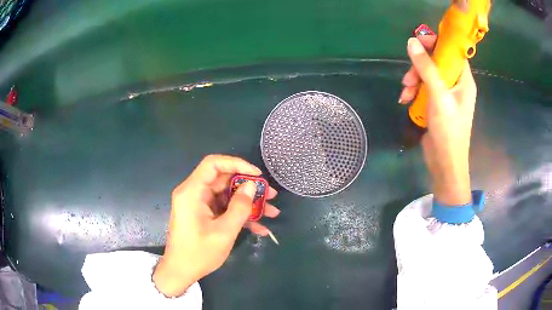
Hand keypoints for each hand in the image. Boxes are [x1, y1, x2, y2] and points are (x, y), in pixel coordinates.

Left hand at [153, 155, 279, 296]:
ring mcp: (199, 204)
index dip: (237, 164)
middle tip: (270, 195)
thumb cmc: (199, 253)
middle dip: (249, 187)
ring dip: (248, 203)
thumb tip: (252, 186)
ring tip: (271, 212)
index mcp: (192, 192)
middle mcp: (194, 193)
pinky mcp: (203, 214)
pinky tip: (260, 228)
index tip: (257, 175)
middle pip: (223, 180)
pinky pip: (224, 208)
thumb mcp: (224, 232)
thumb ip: (240, 207)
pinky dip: (240, 215)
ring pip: (227, 195)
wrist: (180, 272)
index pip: (213, 164)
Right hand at [399, 36, 476, 204]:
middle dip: (420, 66)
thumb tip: (412, 42)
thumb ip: (426, 68)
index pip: (451, 52)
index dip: (437, 43)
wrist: (445, 163)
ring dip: (414, 79)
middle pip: (436, 62)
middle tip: (409, 76)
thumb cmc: (448, 130)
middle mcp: (456, 84)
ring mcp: (446, 94)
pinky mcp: (436, 104)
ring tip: (405, 91)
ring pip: (427, 75)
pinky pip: (424, 88)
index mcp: (463, 80)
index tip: (419, 42)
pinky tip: (405, 99)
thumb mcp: (438, 96)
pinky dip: (414, 91)